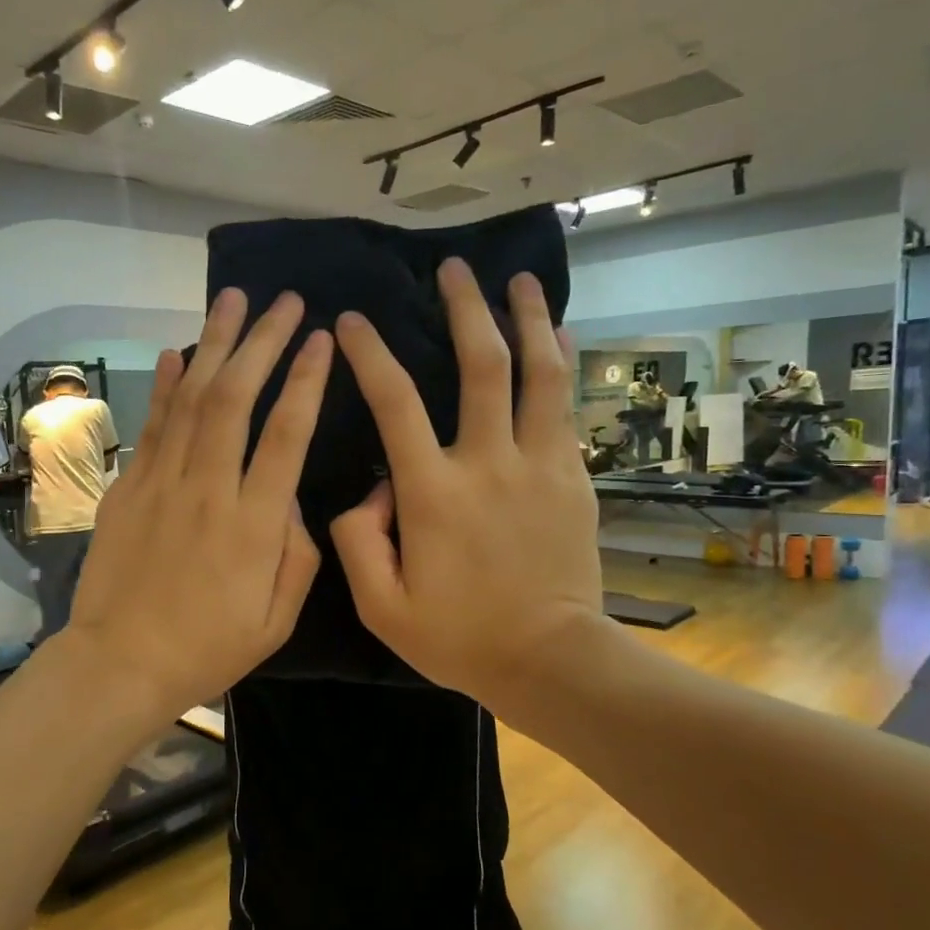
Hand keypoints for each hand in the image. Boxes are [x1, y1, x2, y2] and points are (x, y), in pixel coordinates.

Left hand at [65, 289, 331, 719]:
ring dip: (215, 345)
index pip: (285, 435)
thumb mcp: (277, 619)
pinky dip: (166, 385)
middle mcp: (207, 490)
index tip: (321, 339)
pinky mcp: (127, 488)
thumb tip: (292, 497)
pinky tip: (178, 351)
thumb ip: (298, 553)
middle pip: (236, 399)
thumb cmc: (208, 648)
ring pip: (192, 399)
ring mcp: (160, 484)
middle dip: (263, 343)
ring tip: (234, 300)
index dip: (305, 381)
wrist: (120, 663)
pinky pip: (152, 425)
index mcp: (253, 525)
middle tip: (286, 302)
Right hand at [330, 260, 608, 718]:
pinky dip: (559, 363)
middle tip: (453, 269)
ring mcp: (540, 465)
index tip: (356, 321)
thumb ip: (357, 541)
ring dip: (527, 318)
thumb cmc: (459, 637)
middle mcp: (488, 463)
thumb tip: (369, 489)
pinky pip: (566, 406)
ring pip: (538, 372)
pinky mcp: (573, 477)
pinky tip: (557, 337)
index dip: (372, 354)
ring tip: (518, 280)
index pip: (395, 402)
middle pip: (480, 365)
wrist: (550, 660)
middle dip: (465, 308)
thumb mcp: (381, 606)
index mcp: (433, 493)